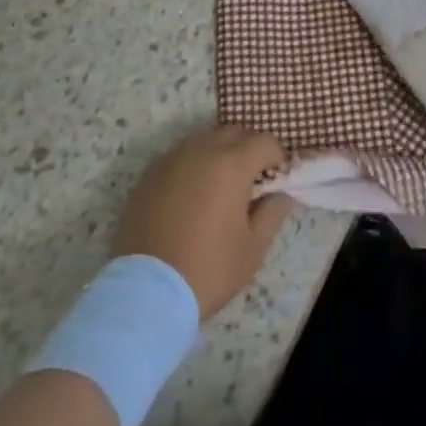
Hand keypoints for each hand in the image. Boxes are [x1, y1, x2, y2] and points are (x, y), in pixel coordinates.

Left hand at [111, 125, 295, 318]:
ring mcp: (172, 159)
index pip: (265, 141)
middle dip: (248, 148)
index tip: (277, 179)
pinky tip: (191, 194)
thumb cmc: (208, 269)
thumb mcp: (253, 248)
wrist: (145, 293)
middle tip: (251, 180)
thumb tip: (281, 193)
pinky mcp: (149, 174)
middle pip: (234, 132)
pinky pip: (180, 156)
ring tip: (220, 186)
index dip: (277, 157)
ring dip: (219, 153)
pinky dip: (193, 165)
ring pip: (204, 139)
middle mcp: (202, 149)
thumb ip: (273, 212)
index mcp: (232, 163)